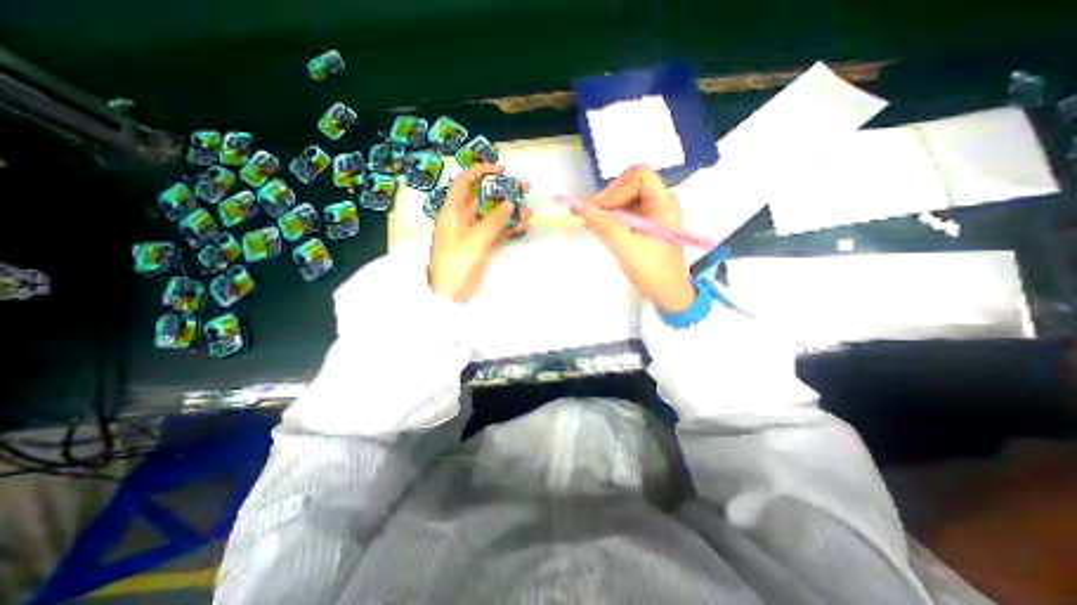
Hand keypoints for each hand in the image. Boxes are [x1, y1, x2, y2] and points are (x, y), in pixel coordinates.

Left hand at [428, 163, 531, 300]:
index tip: (500, 169)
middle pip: (483, 198)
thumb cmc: (457, 262)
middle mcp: (462, 218)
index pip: (464, 183)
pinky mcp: (481, 245)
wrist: (451, 292)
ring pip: (493, 215)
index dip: (480, 172)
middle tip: (524, 188)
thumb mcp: (476, 239)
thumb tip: (509, 204)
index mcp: (452, 211)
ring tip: (529, 210)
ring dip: (510, 212)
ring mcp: (473, 232)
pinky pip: (496, 231)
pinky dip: (508, 228)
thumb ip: (494, 220)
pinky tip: (522, 226)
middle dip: (503, 192)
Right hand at [576, 164, 694, 312]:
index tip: (599, 209)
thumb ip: (601, 224)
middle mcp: (661, 203)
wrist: (668, 296)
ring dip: (607, 207)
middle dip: (608, 197)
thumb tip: (576, 206)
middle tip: (589, 214)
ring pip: (626, 198)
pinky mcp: (646, 226)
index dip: (617, 188)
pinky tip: (598, 226)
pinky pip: (626, 212)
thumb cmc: (652, 271)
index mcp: (664, 204)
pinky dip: (611, 216)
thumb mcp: (624, 247)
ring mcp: (654, 215)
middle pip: (631, 184)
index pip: (639, 176)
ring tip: (590, 220)